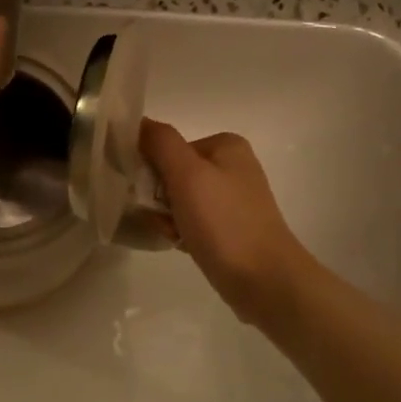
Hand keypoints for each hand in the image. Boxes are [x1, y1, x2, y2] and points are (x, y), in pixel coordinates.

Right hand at [140, 120, 309, 322]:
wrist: (263, 280)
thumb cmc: (224, 222)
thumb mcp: (187, 173)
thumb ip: (160, 142)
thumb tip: (137, 121)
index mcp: (225, 146)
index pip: (168, 148)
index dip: (152, 171)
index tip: (151, 195)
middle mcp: (232, 167)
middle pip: (173, 174)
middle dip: (160, 199)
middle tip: (167, 220)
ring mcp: (233, 199)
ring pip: (179, 201)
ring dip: (169, 219)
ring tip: (177, 236)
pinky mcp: (230, 228)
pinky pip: (192, 222)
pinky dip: (183, 233)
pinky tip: (186, 246)